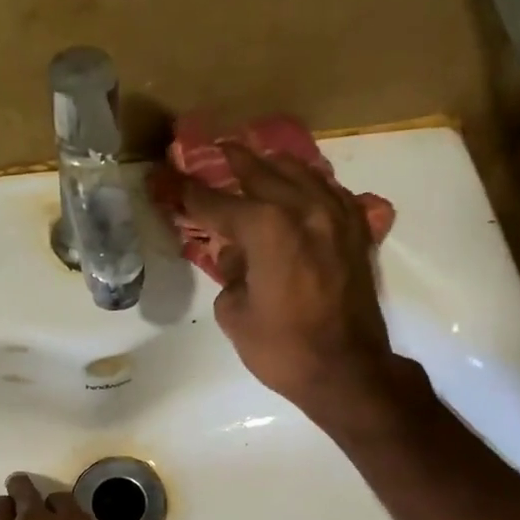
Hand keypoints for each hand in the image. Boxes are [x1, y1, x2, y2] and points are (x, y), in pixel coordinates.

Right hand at [180, 145, 399, 419]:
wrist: (347, 371)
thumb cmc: (283, 349)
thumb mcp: (234, 314)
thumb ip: (229, 273)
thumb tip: (237, 254)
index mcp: (266, 228)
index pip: (215, 202)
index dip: (185, 191)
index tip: (163, 177)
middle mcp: (303, 209)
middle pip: (261, 173)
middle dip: (233, 161)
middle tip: (214, 149)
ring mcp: (336, 217)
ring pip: (301, 174)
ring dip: (273, 164)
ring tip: (255, 157)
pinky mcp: (356, 233)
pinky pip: (330, 192)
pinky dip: (309, 184)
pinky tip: (301, 186)